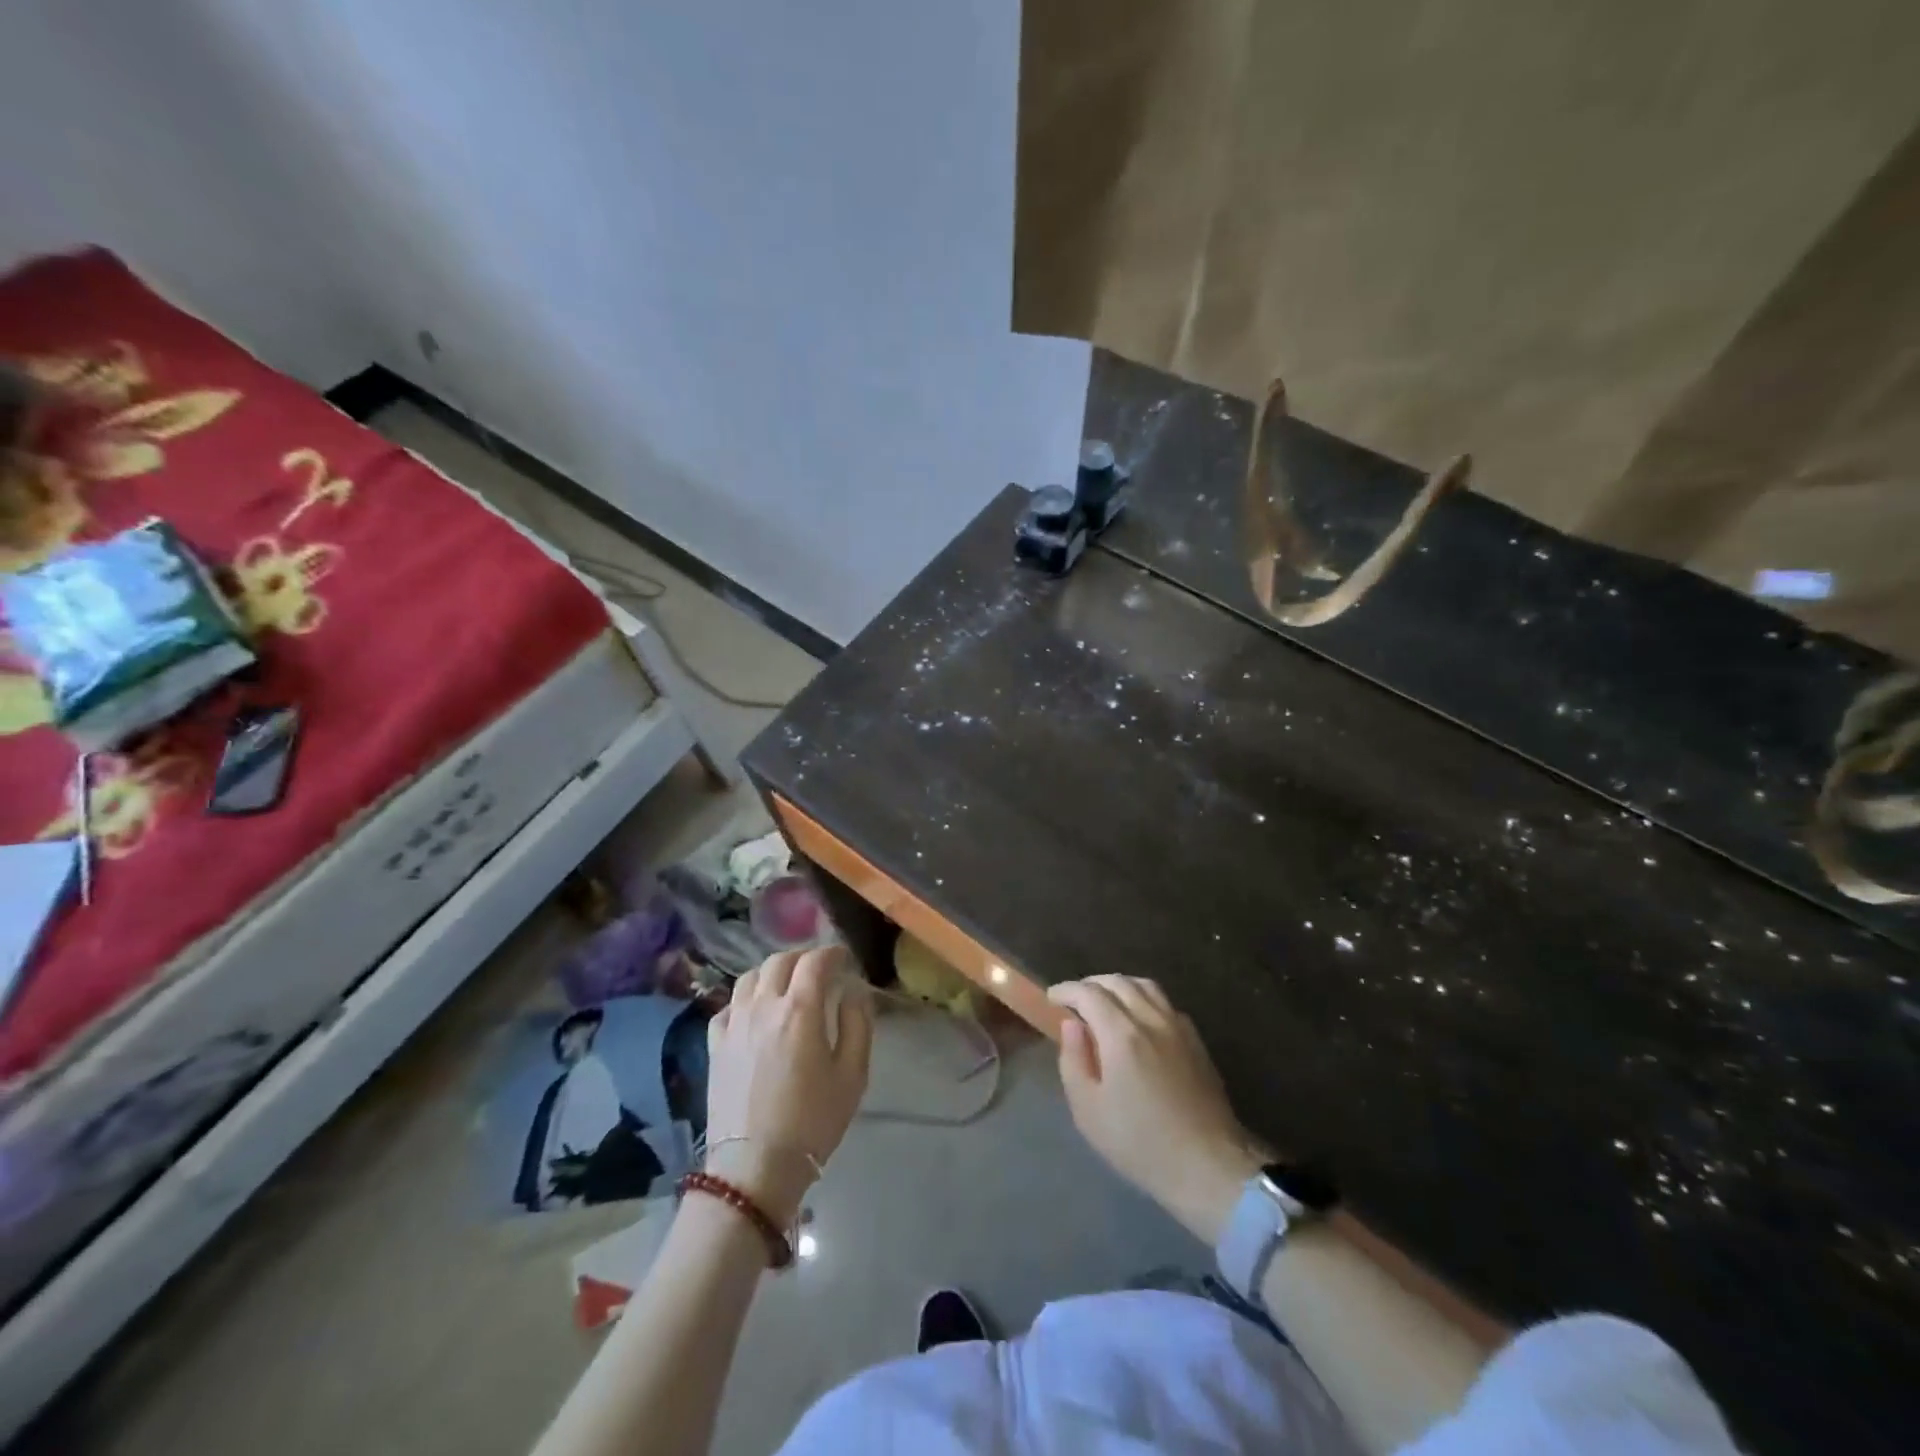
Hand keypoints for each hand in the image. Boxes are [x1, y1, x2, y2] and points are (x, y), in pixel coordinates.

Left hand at [704, 947, 872, 1224]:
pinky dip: (744, 999)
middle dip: (803, 957)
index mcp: (800, 1008)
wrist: (754, 1167)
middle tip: (819, 969)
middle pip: (780, 960)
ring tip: (786, 985)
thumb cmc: (813, 1121)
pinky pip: (727, 1006)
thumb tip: (852, 992)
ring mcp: (734, 1024)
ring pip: (749, 977)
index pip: (815, 960)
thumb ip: (857, 1024)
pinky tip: (754, 1013)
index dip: (833, 953)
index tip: (844, 959)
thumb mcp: (853, 1074)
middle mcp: (763, 1005)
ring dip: (771, 972)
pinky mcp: (714, 1045)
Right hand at [1049, 976, 1267, 1243]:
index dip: (1066, 990)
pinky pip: (1165, 1002)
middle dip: (1090, 984)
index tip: (1051, 998)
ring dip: (1119, 985)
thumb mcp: (1089, 1111)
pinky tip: (1139, 1018)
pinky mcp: (1196, 1040)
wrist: (1208, 1166)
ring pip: (1145, 985)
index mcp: (1121, 1034)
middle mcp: (1151, 1019)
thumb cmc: (1140, 1143)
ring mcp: (1178, 1027)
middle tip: (1074, 1000)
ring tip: (1105, 1002)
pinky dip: (1143, 998)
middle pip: (1118, 982)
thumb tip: (1072, 1025)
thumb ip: (1074, 1061)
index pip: (1088, 993)